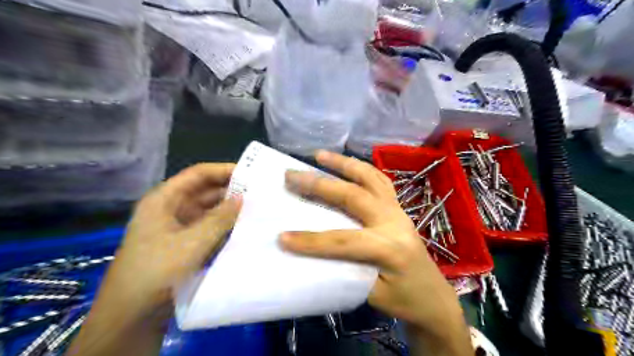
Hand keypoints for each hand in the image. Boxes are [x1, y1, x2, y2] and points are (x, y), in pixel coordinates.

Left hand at [106, 164, 243, 310]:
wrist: (131, 316)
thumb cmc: (157, 270)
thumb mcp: (192, 242)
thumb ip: (220, 218)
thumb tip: (243, 197)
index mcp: (165, 199)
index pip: (198, 174)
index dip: (224, 170)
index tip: (251, 173)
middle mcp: (172, 209)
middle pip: (205, 191)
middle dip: (231, 191)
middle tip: (260, 192)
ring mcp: (179, 227)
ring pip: (209, 211)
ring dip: (230, 210)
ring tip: (257, 208)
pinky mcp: (186, 244)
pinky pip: (209, 228)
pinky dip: (225, 226)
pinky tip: (244, 228)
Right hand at [281, 150, 469, 355]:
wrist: (434, 297)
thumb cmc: (405, 300)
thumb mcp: (373, 296)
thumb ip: (345, 272)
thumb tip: (312, 256)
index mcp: (390, 248)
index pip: (343, 240)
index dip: (311, 241)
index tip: (282, 237)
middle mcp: (395, 222)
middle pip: (355, 196)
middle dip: (321, 184)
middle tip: (293, 175)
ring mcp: (399, 210)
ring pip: (370, 178)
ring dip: (344, 164)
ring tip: (320, 155)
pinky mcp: (399, 208)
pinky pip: (380, 181)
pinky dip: (361, 169)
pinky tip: (347, 165)